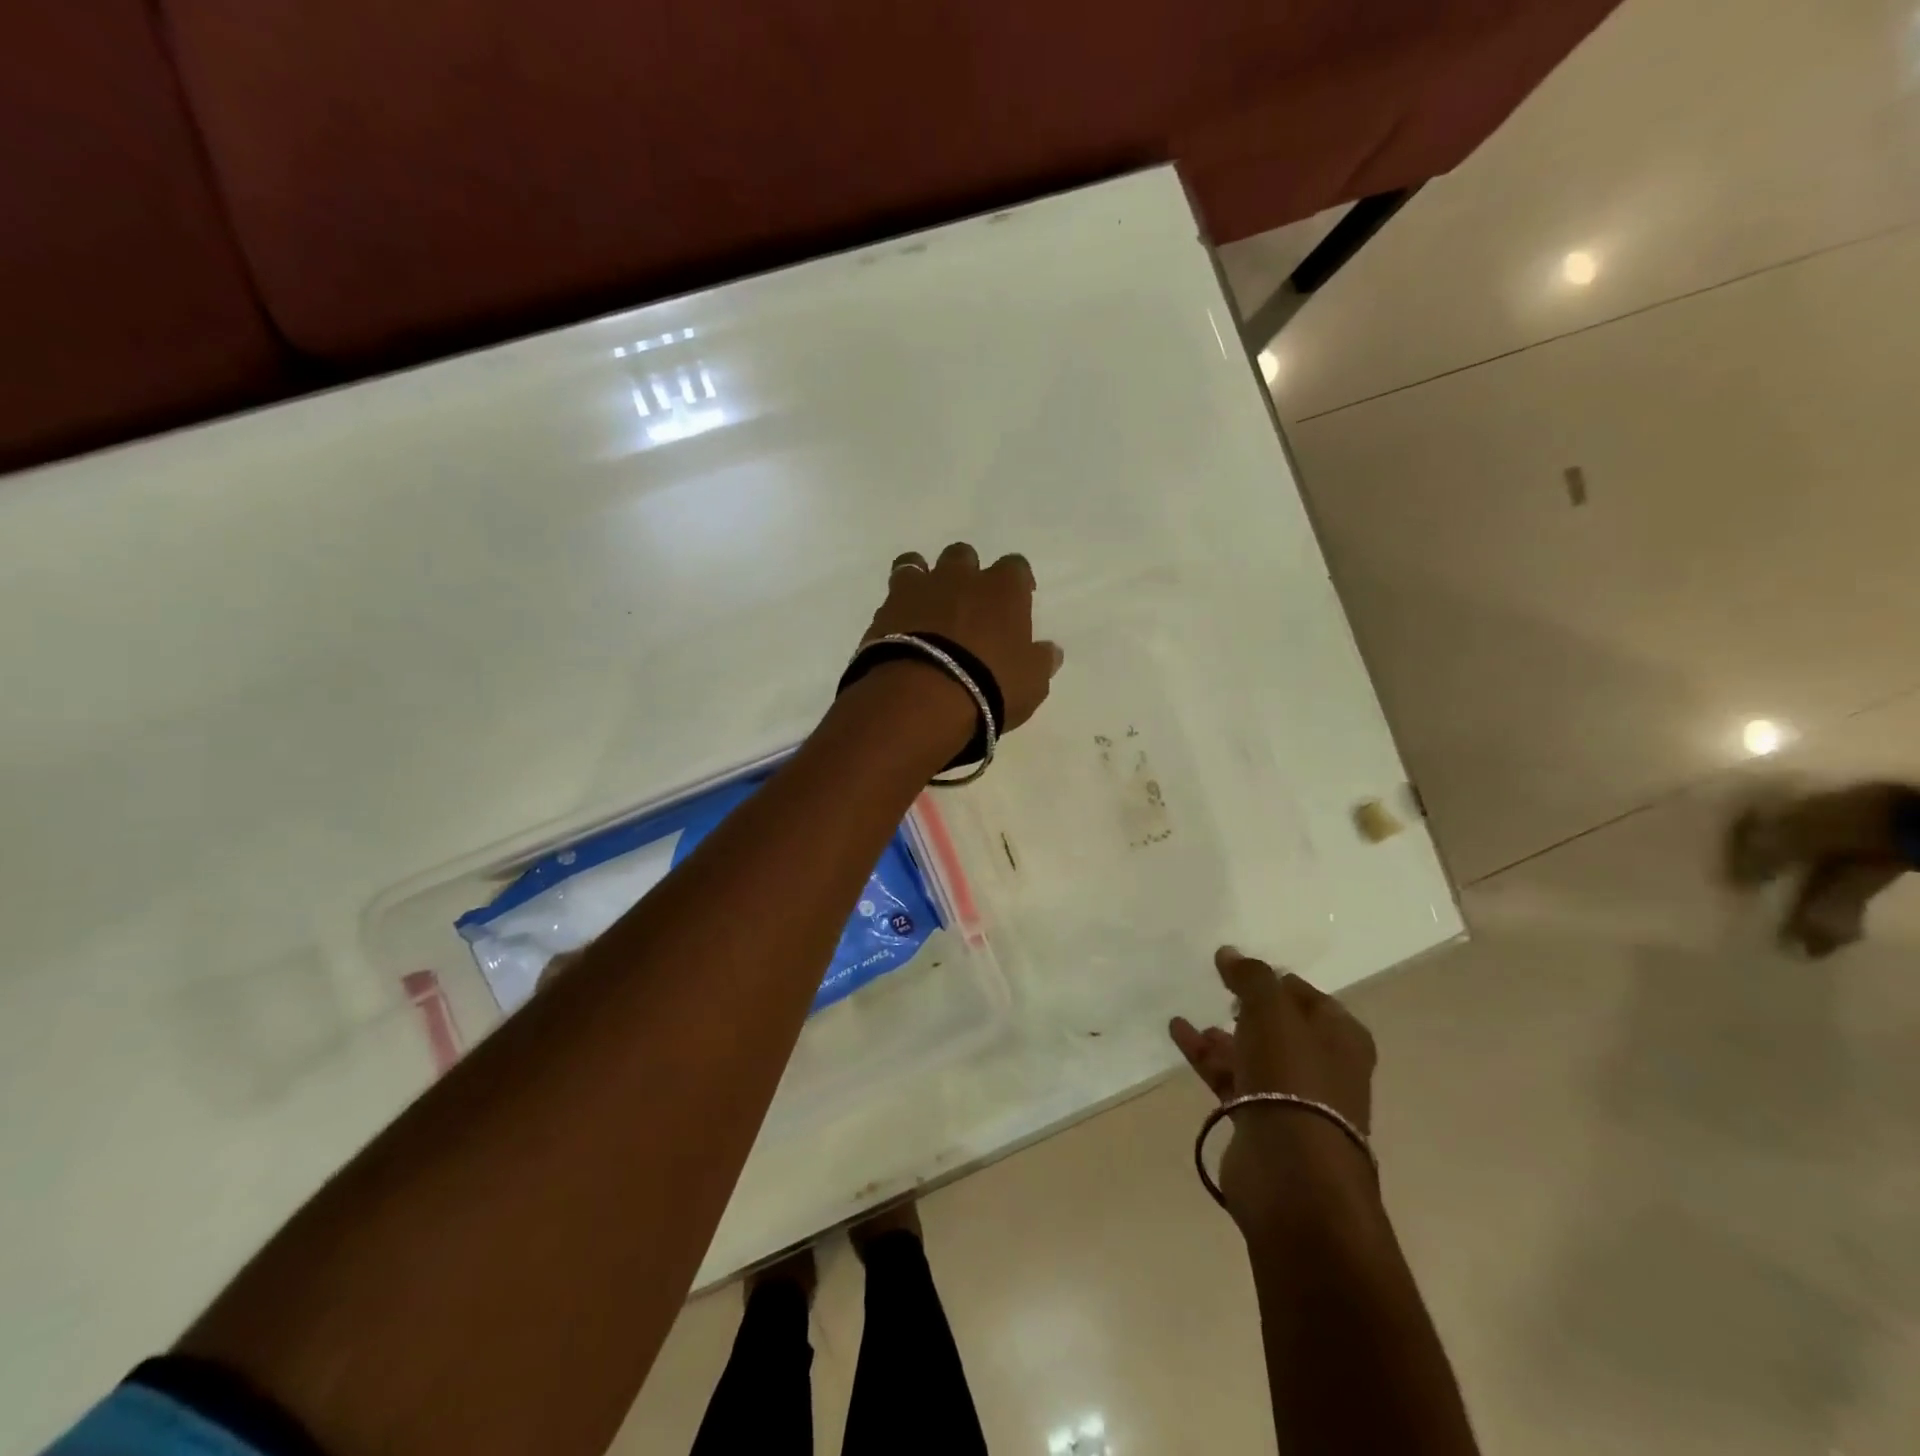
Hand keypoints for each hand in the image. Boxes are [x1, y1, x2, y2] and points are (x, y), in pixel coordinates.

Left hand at [861, 542, 1062, 732]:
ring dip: (923, 579)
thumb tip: (1050, 651)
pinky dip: (897, 609)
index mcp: (1002, 589)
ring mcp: (918, 591)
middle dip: (966, 572)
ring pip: (916, 563)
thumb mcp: (1031, 683)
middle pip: (963, 555)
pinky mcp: (884, 611)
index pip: (1016, 567)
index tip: (1018, 600)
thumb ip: (1040, 661)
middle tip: (968, 603)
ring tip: (925, 605)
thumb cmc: (990, 686)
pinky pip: (890, 597)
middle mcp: (959, 578)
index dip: (1017, 582)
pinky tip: (900, 630)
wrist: (922, 696)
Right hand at [1171, 948, 1377, 1228]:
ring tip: (1192, 1017)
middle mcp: (1323, 1067)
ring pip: (1254, 1055)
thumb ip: (1251, 977)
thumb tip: (1230, 953)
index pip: (1308, 996)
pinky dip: (1208, 1058)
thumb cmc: (1292, 1078)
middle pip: (1281, 1027)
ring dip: (1224, 1036)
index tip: (1240, 968)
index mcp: (1341, 1037)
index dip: (1276, 980)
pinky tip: (1180, 1035)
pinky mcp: (1263, 1123)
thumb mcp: (1272, 1011)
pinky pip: (1232, 1079)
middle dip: (1250, 1009)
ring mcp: (1294, 1100)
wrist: (1292, 1173)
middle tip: (1219, 990)